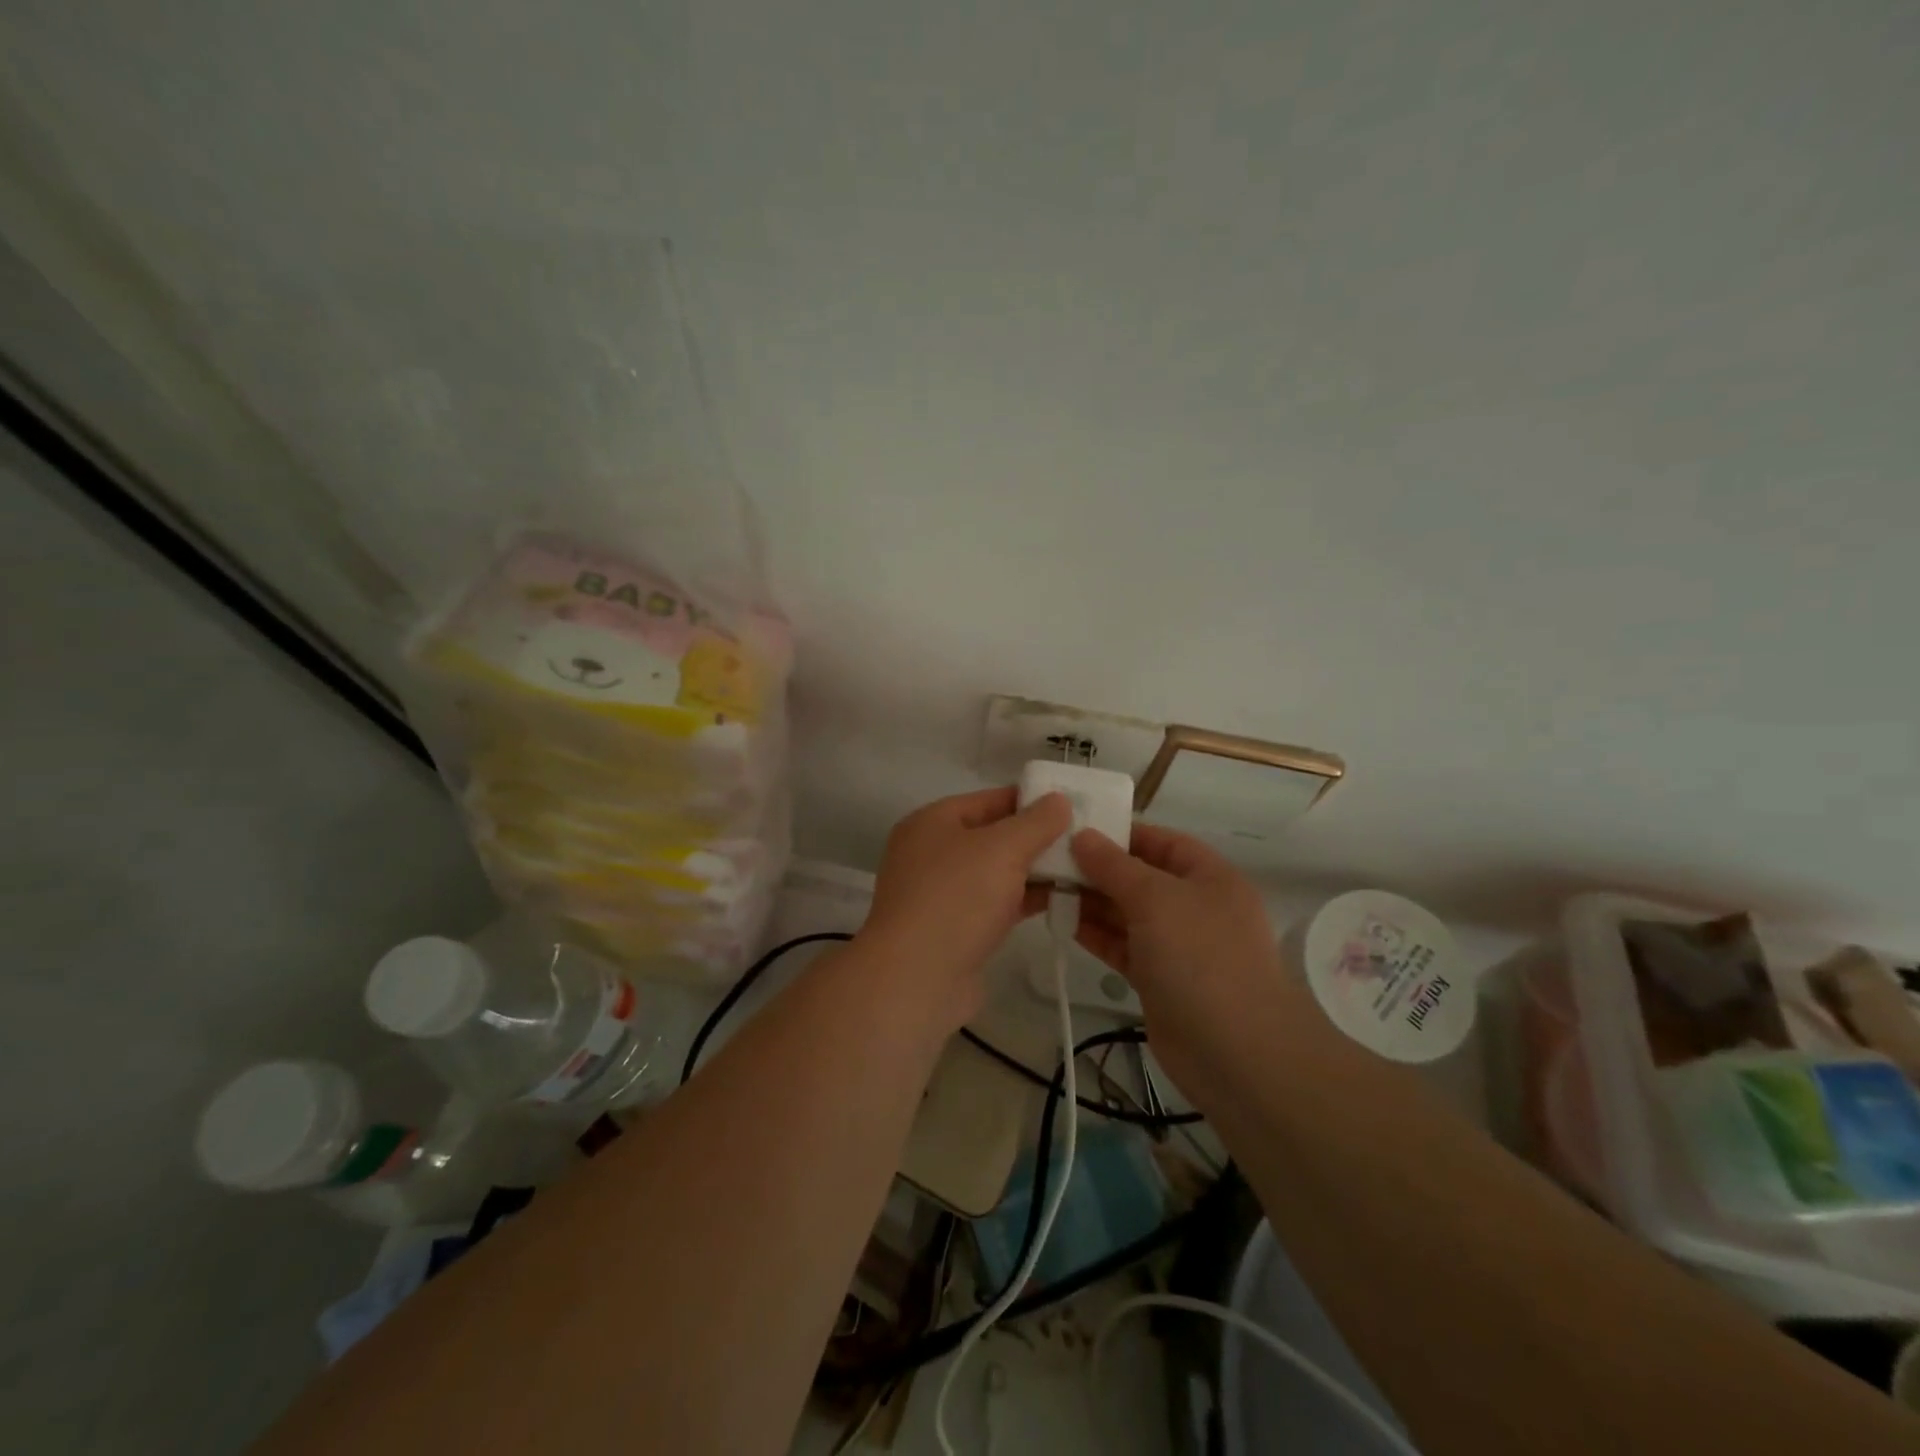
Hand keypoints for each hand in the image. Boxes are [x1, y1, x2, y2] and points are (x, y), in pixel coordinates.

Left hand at [858, 787, 1072, 1033]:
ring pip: (997, 872)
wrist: (917, 979)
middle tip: (1086, 838)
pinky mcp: (956, 929)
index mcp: (932, 822)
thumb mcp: (1002, 849)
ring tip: (1085, 868)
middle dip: (1037, 838)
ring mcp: (942, 894)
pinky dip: (1024, 899)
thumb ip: (1035, 822)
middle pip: (994, 836)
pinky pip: (996, 903)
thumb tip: (1058, 800)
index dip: (1031, 800)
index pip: (989, 799)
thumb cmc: (956, 899)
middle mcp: (932, 853)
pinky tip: (1063, 900)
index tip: (1073, 804)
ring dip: (1035, 871)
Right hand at [1071, 824, 1292, 1092]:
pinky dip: (1095, 934)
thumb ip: (1114, 866)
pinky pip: (1122, 946)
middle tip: (1048, 860)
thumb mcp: (1155, 898)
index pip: (1161, 841)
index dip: (1121, 833)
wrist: (1235, 1052)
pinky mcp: (1159, 979)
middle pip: (1140, 877)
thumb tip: (1082, 836)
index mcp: (1209, 877)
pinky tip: (1062, 922)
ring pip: (1127, 913)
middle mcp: (1195, 906)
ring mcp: (1177, 945)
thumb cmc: (1200, 957)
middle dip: (1098, 868)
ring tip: (1046, 887)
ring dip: (1091, 901)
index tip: (1074, 829)